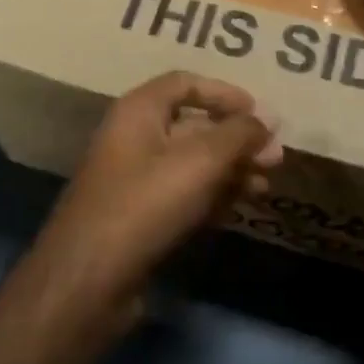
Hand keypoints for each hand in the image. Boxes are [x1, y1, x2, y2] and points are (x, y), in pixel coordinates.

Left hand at [36, 72, 282, 323]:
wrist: (88, 280)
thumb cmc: (145, 205)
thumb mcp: (200, 162)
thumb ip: (238, 135)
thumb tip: (270, 117)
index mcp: (139, 111)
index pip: (185, 83)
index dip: (224, 93)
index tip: (260, 113)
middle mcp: (134, 138)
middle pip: (193, 125)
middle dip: (236, 139)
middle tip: (275, 158)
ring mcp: (135, 179)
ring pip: (192, 163)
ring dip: (230, 170)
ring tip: (265, 187)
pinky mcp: (140, 217)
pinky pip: (183, 194)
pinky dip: (212, 196)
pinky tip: (240, 208)